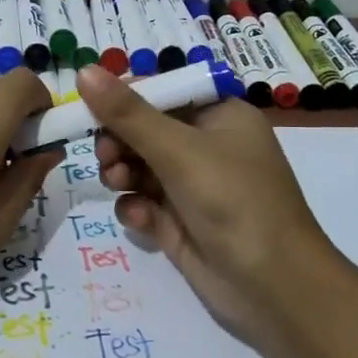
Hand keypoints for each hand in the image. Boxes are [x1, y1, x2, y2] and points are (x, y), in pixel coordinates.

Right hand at [80, 64, 338, 346]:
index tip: (90, 107)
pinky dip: (136, 206)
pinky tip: (141, 218)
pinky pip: (144, 202)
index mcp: (219, 115)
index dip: (126, 97)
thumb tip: (83, 71)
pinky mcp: (180, 222)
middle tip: (105, 154)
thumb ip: (127, 113)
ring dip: (121, 171)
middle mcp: (206, 146)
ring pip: (139, 166)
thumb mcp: (179, 150)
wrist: (274, 287)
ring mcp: (193, 186)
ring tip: (118, 182)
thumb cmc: (234, 200)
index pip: (163, 91)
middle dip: (119, 139)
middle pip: (145, 129)